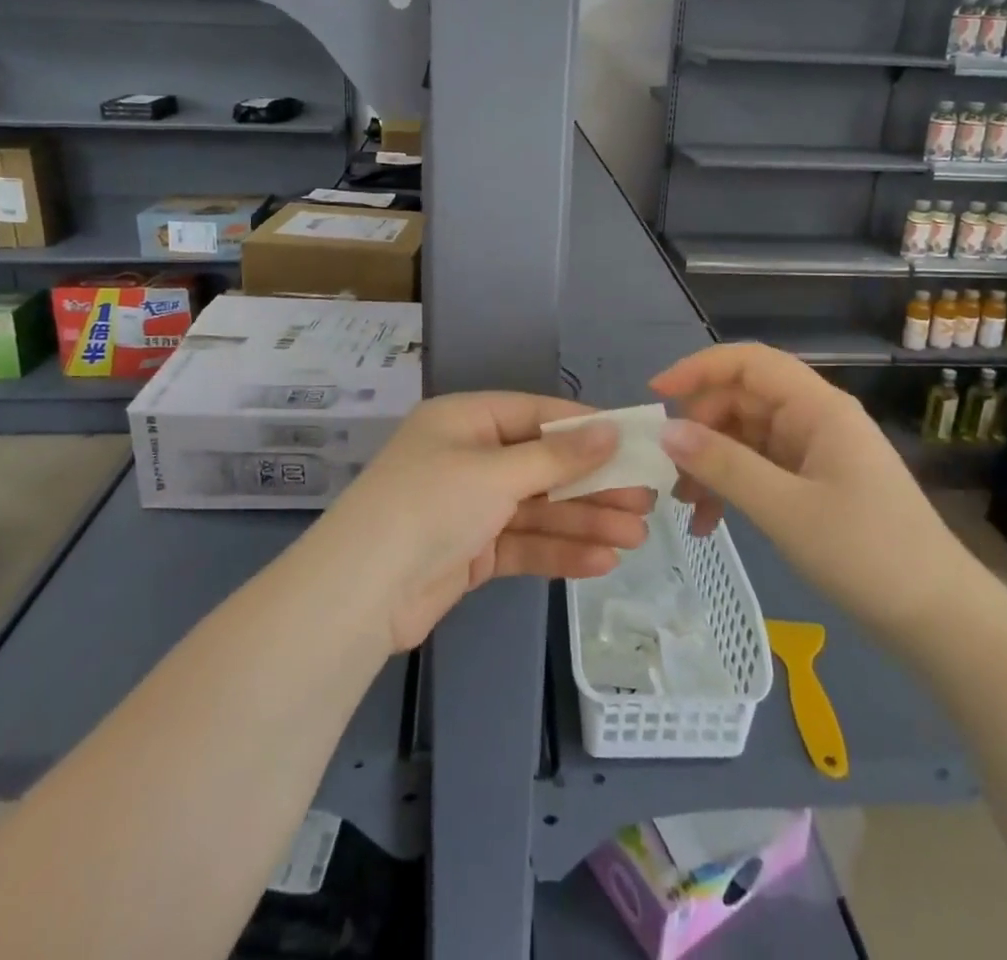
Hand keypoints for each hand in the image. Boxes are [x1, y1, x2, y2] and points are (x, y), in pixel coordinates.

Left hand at [315, 392, 651, 651]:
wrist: (361, 593)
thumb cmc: (430, 506)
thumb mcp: (496, 473)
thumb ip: (557, 455)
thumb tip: (611, 428)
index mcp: (466, 420)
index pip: (537, 414)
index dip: (587, 428)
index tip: (634, 441)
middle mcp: (469, 457)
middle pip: (543, 464)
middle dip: (593, 483)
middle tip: (646, 501)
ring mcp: (470, 506)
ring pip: (538, 507)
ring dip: (585, 521)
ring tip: (636, 537)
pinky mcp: (472, 551)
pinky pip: (524, 542)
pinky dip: (559, 550)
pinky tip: (602, 562)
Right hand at [652, 344, 983, 645]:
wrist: (940, 620)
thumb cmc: (867, 554)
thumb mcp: (785, 509)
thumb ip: (723, 465)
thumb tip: (665, 430)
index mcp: (817, 408)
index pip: (749, 362)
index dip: (698, 368)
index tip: (655, 395)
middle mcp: (814, 419)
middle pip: (741, 400)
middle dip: (699, 429)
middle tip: (667, 470)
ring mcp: (814, 451)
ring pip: (744, 436)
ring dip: (710, 463)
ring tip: (683, 505)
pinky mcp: (814, 483)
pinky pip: (759, 468)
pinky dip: (731, 487)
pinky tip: (709, 522)